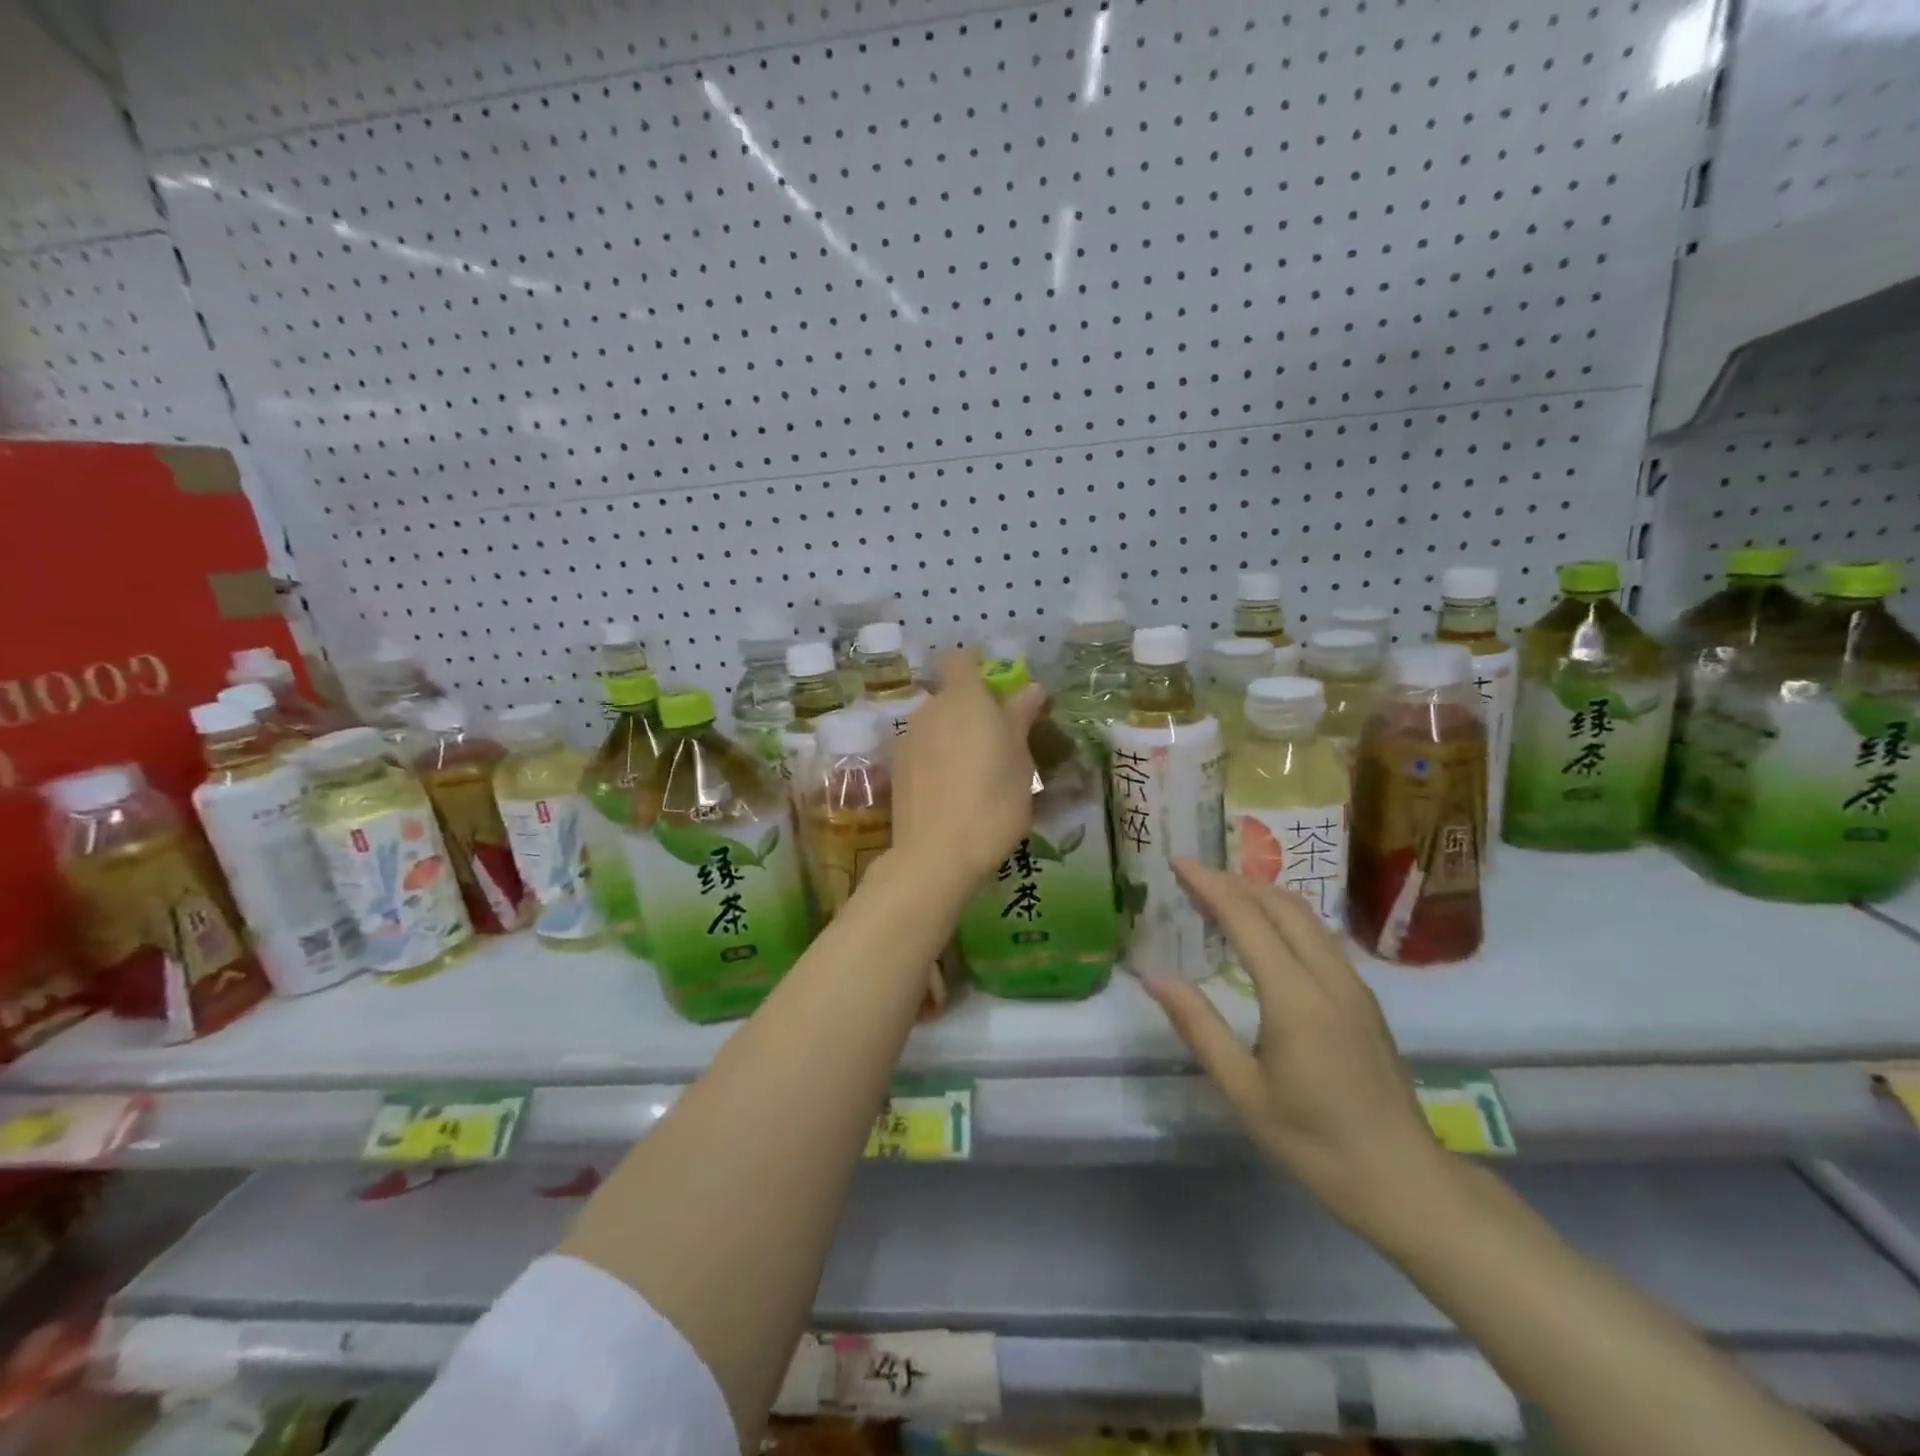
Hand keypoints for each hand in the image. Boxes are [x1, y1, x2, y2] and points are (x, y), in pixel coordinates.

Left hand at [889, 649, 1045, 896]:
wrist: (936, 857)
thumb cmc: (992, 804)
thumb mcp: (1020, 762)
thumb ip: (1020, 719)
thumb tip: (1031, 688)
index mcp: (964, 700)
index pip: (960, 659)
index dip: (977, 668)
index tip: (998, 692)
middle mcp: (929, 710)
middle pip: (949, 695)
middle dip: (971, 710)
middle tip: (999, 744)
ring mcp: (907, 740)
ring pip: (935, 725)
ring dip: (953, 737)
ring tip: (975, 775)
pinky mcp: (896, 769)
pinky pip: (922, 750)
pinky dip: (936, 760)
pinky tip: (951, 792)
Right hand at [1143, 861, 1451, 1238]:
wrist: (1403, 1179)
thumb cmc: (1313, 1141)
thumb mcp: (1243, 1091)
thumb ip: (1198, 1027)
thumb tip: (1155, 977)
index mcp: (1295, 997)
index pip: (1247, 918)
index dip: (1210, 885)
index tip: (1178, 862)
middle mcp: (1328, 977)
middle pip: (1280, 904)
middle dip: (1234, 881)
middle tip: (1192, 877)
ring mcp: (1353, 984)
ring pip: (1305, 915)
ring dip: (1261, 893)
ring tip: (1222, 895)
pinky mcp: (1363, 997)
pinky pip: (1320, 934)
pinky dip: (1284, 915)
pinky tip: (1264, 931)